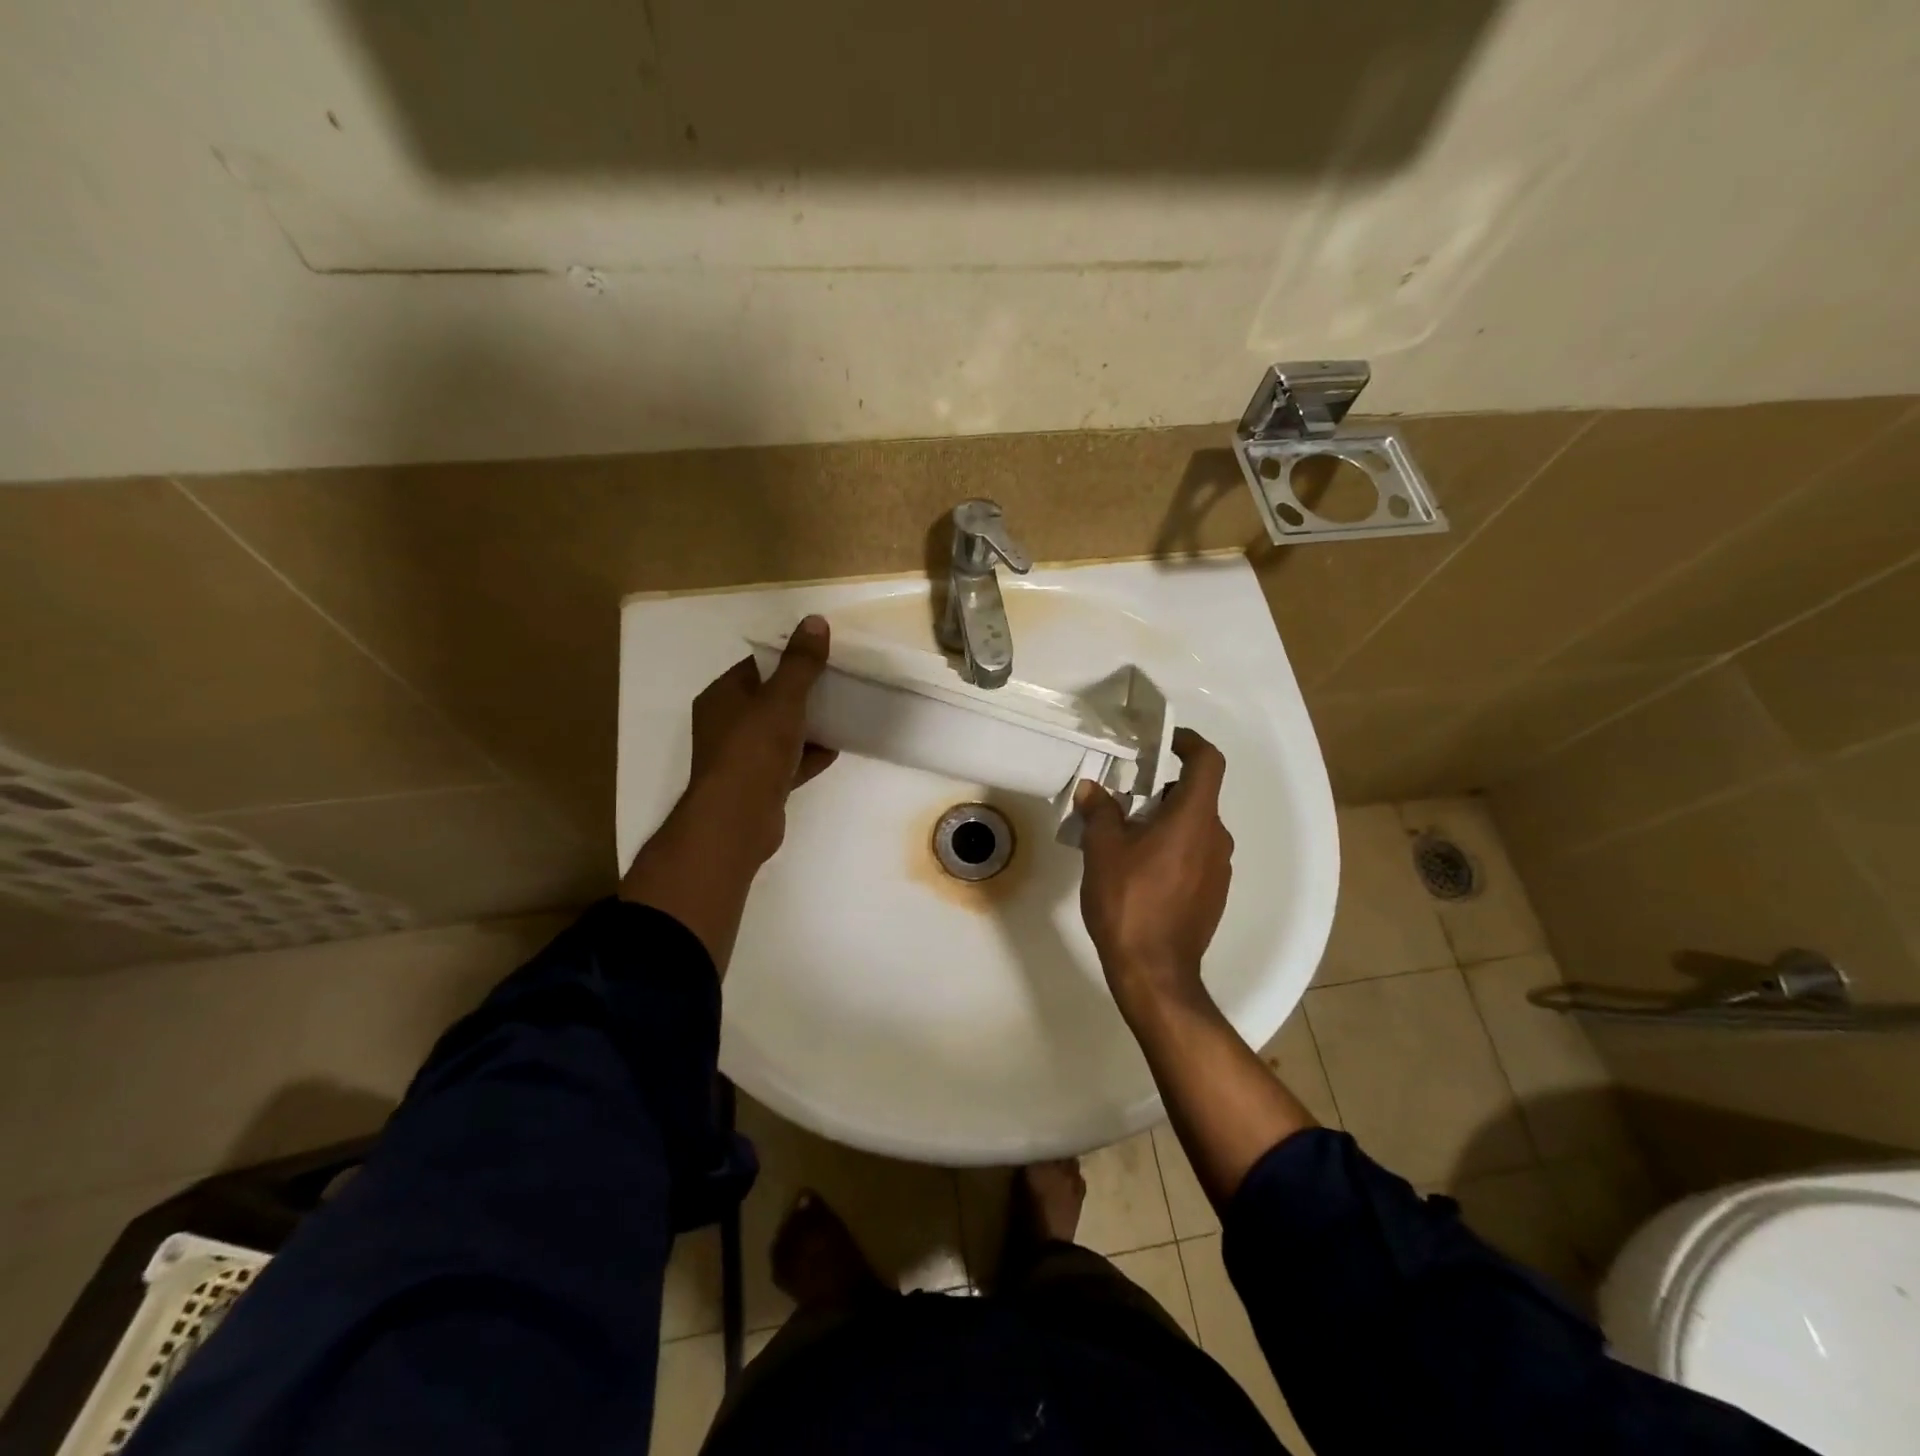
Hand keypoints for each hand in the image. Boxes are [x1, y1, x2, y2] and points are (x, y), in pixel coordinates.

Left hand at [683, 615, 837, 867]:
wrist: (737, 820)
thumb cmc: (754, 751)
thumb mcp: (782, 699)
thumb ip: (800, 663)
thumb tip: (815, 620)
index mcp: (722, 697)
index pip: (756, 667)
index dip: (787, 659)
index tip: (821, 656)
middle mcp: (725, 725)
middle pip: (768, 700)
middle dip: (801, 693)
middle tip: (836, 684)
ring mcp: (740, 758)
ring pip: (778, 733)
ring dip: (807, 726)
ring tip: (841, 714)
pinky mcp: (757, 786)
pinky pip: (786, 763)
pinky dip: (808, 756)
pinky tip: (834, 750)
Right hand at [1075, 728, 1233, 1011]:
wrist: (1155, 971)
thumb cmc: (1128, 901)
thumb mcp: (1102, 850)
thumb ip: (1100, 811)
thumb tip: (1093, 789)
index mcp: (1194, 819)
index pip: (1207, 762)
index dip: (1189, 743)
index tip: (1164, 743)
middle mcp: (1216, 838)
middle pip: (1196, 796)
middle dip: (1162, 790)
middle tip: (1125, 797)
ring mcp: (1219, 868)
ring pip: (1194, 827)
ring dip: (1165, 822)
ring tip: (1126, 837)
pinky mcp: (1214, 893)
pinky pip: (1196, 855)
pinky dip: (1173, 848)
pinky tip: (1141, 870)